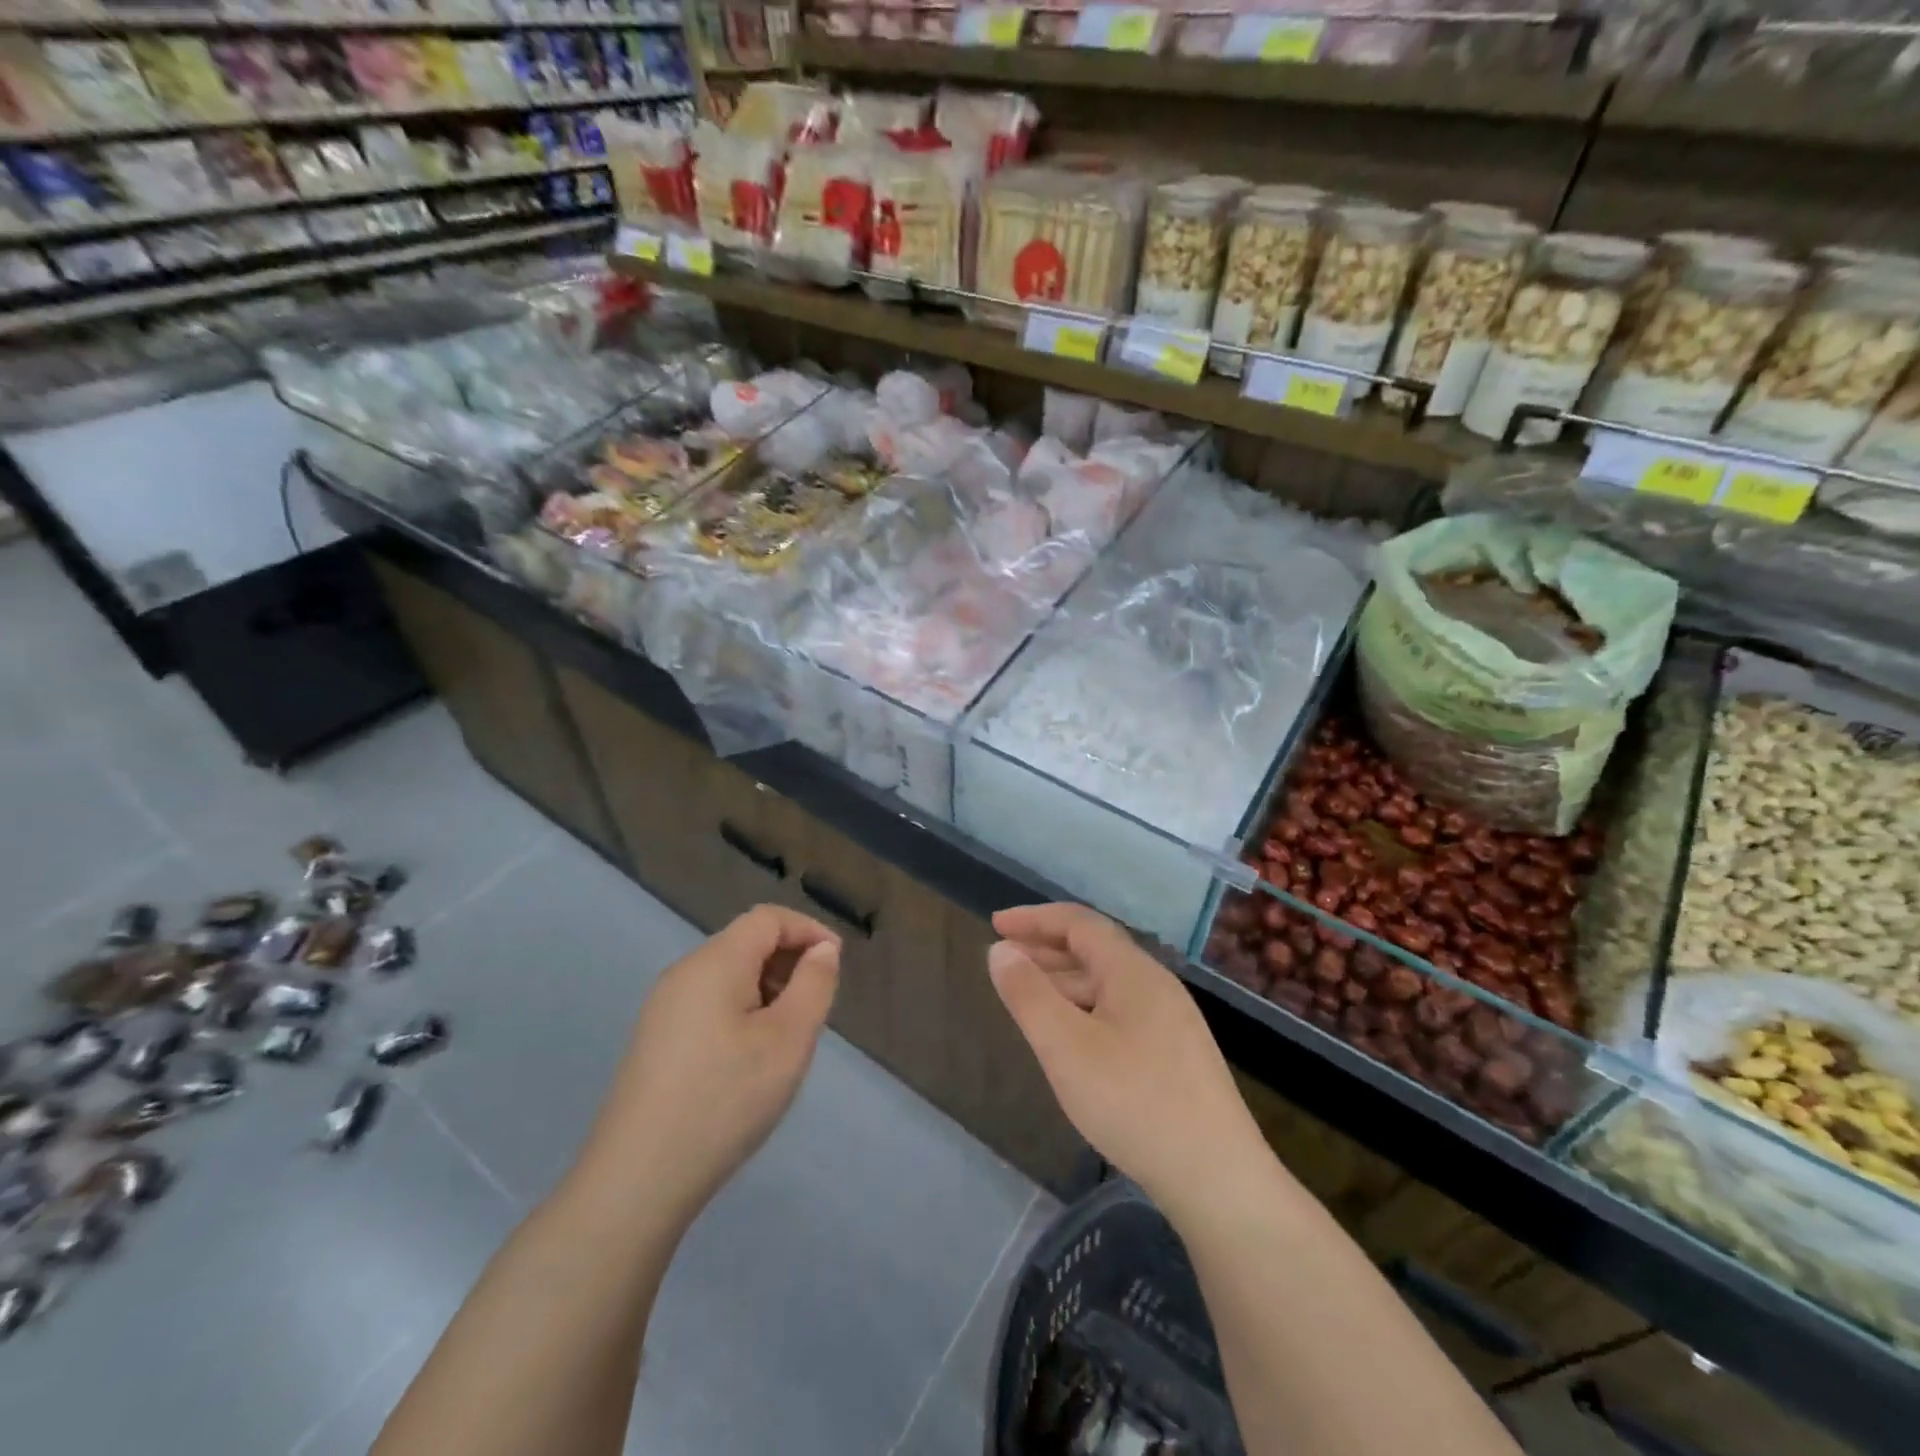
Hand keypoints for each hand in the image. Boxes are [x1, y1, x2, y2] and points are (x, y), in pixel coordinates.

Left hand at [572, 905, 839, 1227]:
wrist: (638, 1180)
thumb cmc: (724, 1101)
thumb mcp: (788, 1041)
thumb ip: (813, 985)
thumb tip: (822, 949)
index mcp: (715, 962)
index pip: (768, 918)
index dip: (808, 930)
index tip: (837, 964)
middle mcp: (684, 973)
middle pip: (746, 943)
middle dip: (789, 963)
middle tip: (815, 1010)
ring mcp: (663, 1008)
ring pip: (729, 976)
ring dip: (767, 990)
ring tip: (787, 1039)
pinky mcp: (655, 1040)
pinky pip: (709, 1004)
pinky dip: (742, 1012)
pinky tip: (750, 1060)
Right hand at [989, 903, 1268, 1219]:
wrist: (1218, 1178)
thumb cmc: (1134, 1102)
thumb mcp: (1066, 1047)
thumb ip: (1029, 995)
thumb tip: (1001, 950)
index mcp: (1132, 971)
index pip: (1079, 923)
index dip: (1035, 919)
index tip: (996, 925)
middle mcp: (1156, 985)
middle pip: (1094, 950)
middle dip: (1045, 949)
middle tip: (1004, 960)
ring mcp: (1171, 1020)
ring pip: (1107, 984)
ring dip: (1064, 981)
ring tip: (1028, 998)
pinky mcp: (1176, 1054)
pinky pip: (1120, 1011)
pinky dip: (1084, 1008)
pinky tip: (1070, 1038)